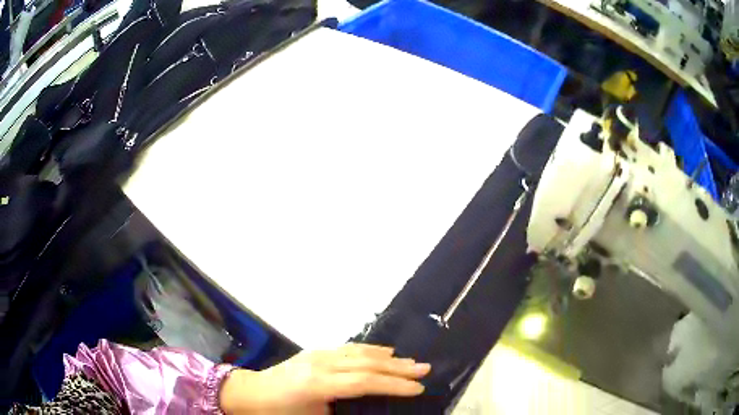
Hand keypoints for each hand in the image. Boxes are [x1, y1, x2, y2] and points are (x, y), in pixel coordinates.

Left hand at [219, 343, 430, 413]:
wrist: (248, 393)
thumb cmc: (277, 413)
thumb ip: (340, 414)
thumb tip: (368, 411)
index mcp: (318, 384)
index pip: (364, 382)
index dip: (393, 385)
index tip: (418, 388)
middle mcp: (320, 364)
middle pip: (366, 363)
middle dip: (397, 367)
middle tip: (424, 369)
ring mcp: (316, 354)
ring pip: (359, 352)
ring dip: (387, 356)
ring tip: (410, 361)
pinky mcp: (314, 352)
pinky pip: (348, 348)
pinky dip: (369, 349)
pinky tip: (382, 351)